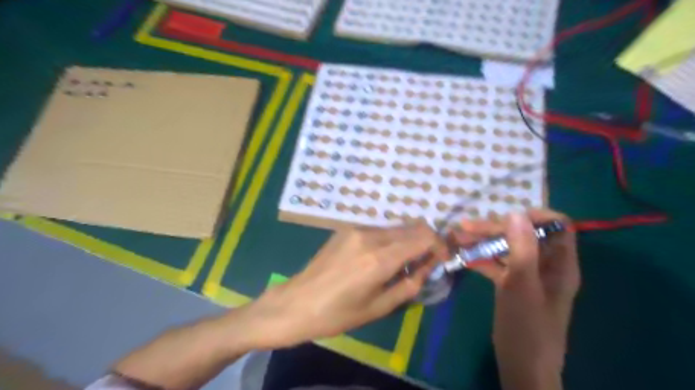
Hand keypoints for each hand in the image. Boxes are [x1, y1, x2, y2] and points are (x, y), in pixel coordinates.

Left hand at [240, 222, 446, 349]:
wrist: (296, 302)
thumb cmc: (338, 314)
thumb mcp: (379, 307)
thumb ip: (410, 284)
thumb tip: (428, 266)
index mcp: (379, 258)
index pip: (423, 236)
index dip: (439, 244)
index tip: (442, 258)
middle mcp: (370, 235)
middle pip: (411, 226)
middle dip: (426, 241)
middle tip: (425, 262)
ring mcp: (356, 229)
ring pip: (395, 227)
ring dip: (407, 241)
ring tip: (401, 264)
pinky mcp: (346, 229)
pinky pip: (378, 230)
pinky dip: (389, 240)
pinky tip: (380, 258)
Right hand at [448, 211, 578, 389]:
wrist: (521, 366)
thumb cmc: (527, 327)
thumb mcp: (522, 285)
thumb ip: (522, 249)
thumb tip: (515, 213)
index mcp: (559, 263)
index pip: (557, 226)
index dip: (535, 216)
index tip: (506, 217)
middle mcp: (545, 265)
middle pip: (523, 235)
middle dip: (494, 228)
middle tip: (465, 228)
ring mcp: (527, 274)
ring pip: (506, 248)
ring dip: (483, 242)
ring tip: (457, 238)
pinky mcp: (511, 284)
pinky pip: (497, 264)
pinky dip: (481, 259)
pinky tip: (463, 257)